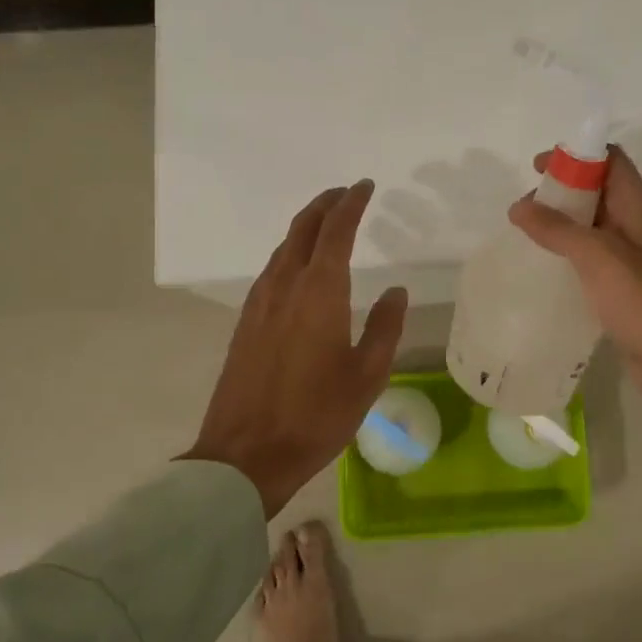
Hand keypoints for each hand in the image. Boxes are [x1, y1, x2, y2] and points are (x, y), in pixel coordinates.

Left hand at [182, 181, 407, 516]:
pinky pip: (271, 270)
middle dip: (325, 204)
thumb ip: (385, 327)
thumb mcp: (367, 376)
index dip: (351, 204)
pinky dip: (291, 252)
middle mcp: (285, 286)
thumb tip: (395, 291)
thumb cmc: (316, 416)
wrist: (246, 455)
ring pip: (283, 248)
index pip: (336, 231)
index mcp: (319, 293)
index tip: (365, 186)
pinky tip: (300, 266)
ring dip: (306, 226)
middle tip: (345, 194)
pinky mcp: (246, 322)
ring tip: (326, 223)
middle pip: (302, 229)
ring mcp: (259, 303)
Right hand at [509, 147, 641, 488]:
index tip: (537, 168)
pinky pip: (591, 259)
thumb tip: (519, 206)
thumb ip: (558, 229)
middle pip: (598, 191)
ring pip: (592, 227)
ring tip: (525, 235)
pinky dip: (567, 255)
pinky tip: (543, 269)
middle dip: (561, 191)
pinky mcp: (623, 289)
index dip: (576, 155)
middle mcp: (636, 226)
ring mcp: (631, 259)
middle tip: (523, 208)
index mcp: (638, 207)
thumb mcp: (598, 256)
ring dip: (561, 224)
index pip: (611, 160)